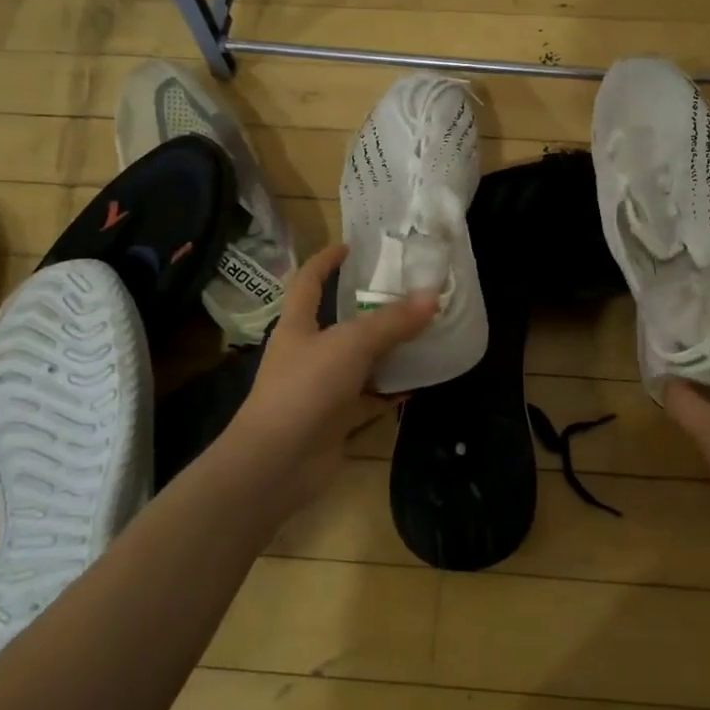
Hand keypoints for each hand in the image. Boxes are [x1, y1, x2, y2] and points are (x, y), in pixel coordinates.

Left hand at [221, 243, 436, 510]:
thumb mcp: (351, 345)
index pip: (308, 281)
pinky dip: (392, 390)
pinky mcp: (336, 419)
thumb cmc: (305, 389)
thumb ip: (392, 322)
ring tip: (424, 332)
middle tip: (408, 291)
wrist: (276, 464)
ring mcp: (321, 388)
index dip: (326, 260)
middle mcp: (308, 353)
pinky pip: (369, 398)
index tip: (351, 245)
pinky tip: (419, 382)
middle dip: (371, 306)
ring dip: (388, 350)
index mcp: (298, 326)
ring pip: (360, 362)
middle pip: (341, 322)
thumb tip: (433, 296)